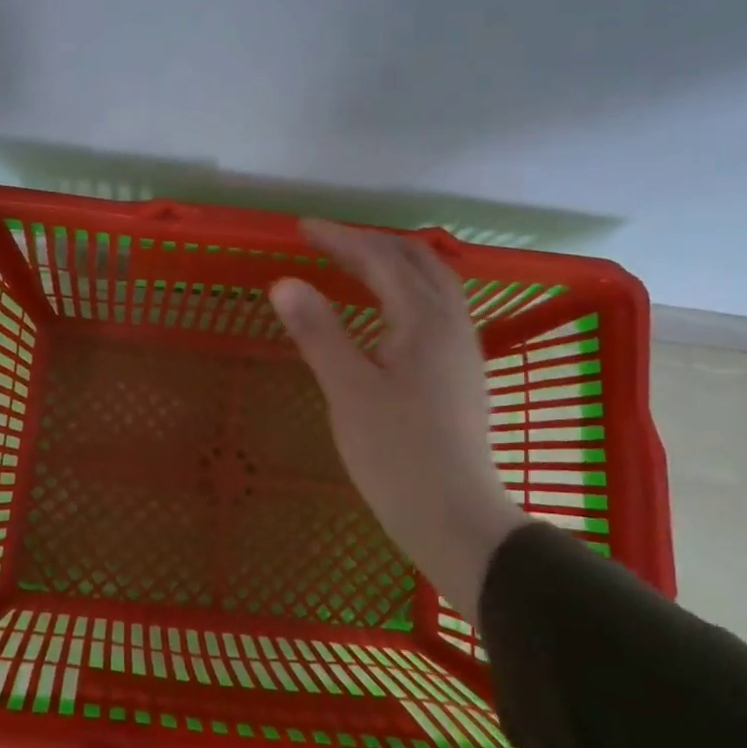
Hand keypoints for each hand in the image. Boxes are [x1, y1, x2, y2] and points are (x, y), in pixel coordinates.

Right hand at [269, 220, 525, 611]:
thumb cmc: (396, 454)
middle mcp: (451, 322)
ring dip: (393, 262)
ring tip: (355, 265)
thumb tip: (284, 282)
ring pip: (433, 282)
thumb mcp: (348, 390)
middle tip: (326, 243)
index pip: (379, 258)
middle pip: (415, 260)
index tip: (301, 229)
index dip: (339, 238)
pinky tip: (387, 311)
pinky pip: (437, 306)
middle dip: (369, 243)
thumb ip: (318, 331)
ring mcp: (462, 348)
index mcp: (424, 319)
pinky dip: (407, 289)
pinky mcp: (462, 372)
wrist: (455, 518)